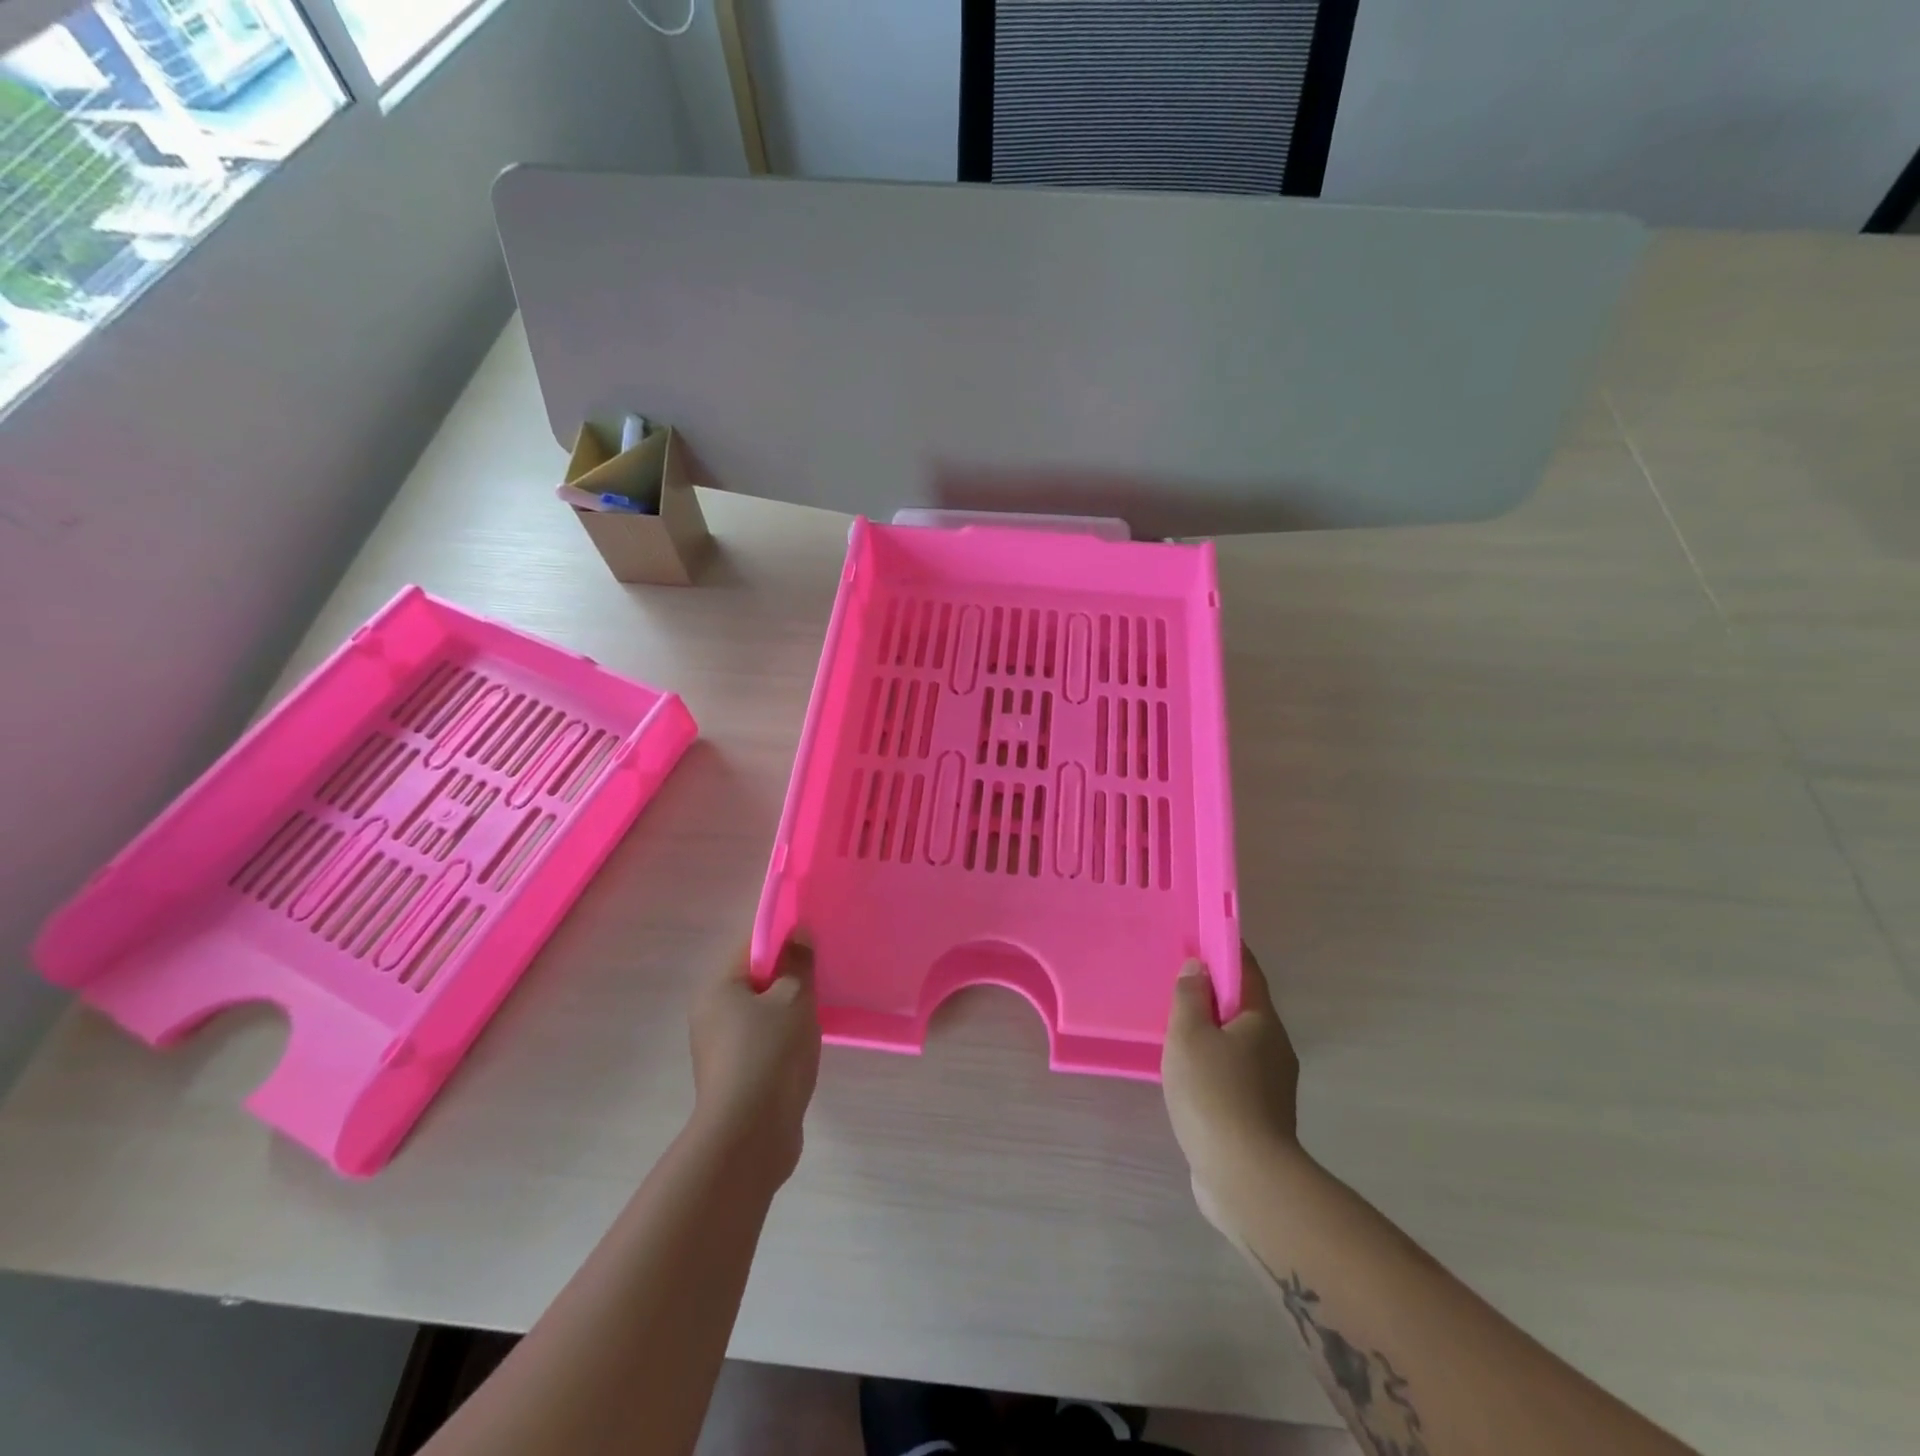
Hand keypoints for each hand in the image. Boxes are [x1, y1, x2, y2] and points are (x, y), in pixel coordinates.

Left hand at [688, 939, 820, 1187]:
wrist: (750, 1137)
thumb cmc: (770, 1053)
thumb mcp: (793, 998)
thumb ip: (798, 962)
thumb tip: (798, 932)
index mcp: (717, 987)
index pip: (751, 945)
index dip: (783, 937)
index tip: (814, 938)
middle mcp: (710, 1013)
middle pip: (755, 979)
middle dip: (788, 975)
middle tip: (822, 973)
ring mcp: (719, 1048)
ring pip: (761, 1012)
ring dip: (788, 1008)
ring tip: (820, 1007)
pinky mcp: (734, 1076)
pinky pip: (762, 1040)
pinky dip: (783, 1036)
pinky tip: (807, 1042)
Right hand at [1162, 944, 1302, 1226]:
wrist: (1246, 1179)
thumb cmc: (1214, 1093)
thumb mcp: (1189, 1035)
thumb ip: (1190, 997)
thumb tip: (1199, 967)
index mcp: (1262, 1020)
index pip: (1247, 971)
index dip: (1225, 951)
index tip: (1200, 938)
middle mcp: (1275, 1047)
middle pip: (1244, 1007)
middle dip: (1215, 993)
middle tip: (1177, 985)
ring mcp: (1271, 1085)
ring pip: (1238, 1043)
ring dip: (1211, 1032)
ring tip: (1175, 1030)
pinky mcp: (1260, 1117)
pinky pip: (1233, 1074)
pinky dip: (1212, 1065)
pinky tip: (1187, 1075)